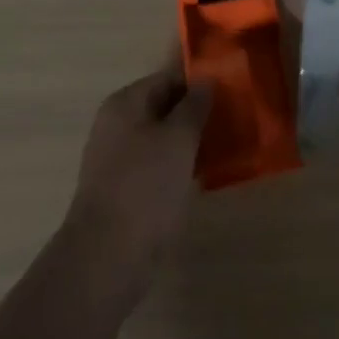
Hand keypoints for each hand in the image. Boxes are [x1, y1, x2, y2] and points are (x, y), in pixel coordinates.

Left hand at [62, 57, 213, 298]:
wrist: (105, 260)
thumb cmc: (145, 187)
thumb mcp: (179, 139)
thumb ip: (194, 106)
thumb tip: (206, 80)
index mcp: (125, 103)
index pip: (168, 78)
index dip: (199, 82)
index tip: (230, 91)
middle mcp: (117, 125)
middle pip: (164, 107)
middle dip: (196, 114)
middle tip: (232, 120)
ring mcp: (117, 160)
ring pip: (162, 139)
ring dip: (189, 142)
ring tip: (224, 147)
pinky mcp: (122, 192)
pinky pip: (156, 167)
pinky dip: (177, 167)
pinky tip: (202, 177)